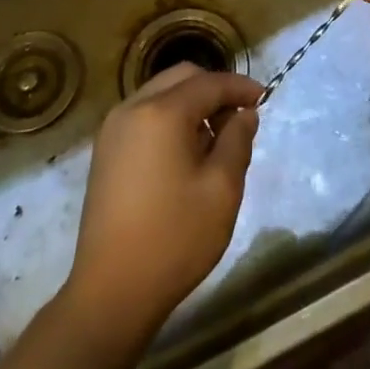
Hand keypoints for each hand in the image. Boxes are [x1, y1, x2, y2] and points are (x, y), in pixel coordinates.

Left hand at [63, 65, 260, 346]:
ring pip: (161, 94)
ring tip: (214, 139)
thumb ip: (237, 140)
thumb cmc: (175, 238)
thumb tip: (244, 114)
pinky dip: (169, 118)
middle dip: (214, 90)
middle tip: (239, 119)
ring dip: (191, 103)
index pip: (209, 83)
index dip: (240, 86)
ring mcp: (113, 129)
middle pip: (181, 78)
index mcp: (162, 112)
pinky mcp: (105, 151)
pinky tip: (185, 152)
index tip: (264, 98)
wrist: (112, 290)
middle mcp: (132, 108)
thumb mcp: (222, 189)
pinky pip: (144, 115)